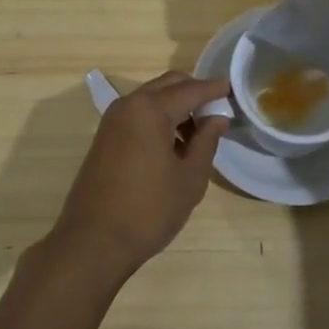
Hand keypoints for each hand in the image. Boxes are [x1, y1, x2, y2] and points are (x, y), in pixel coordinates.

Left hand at [48, 72, 230, 279]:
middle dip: (195, 92)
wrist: (93, 242)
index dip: (215, 89)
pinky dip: (159, 118)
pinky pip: (138, 114)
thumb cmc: (149, 210)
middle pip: (169, 85)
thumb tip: (218, 118)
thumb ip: (206, 141)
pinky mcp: (105, 137)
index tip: (234, 89)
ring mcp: (112, 120)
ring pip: (152, 98)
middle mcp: (129, 105)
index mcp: (151, 109)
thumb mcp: (190, 178)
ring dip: (176, 106)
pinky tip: (174, 145)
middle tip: (218, 111)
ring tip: (199, 133)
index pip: (191, 90)